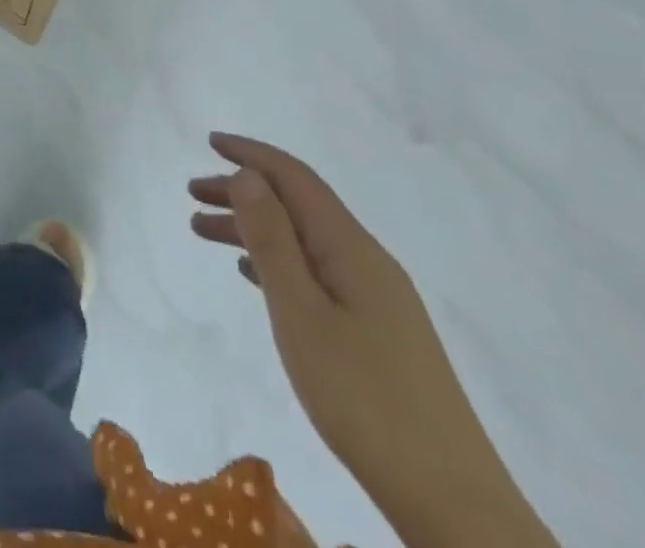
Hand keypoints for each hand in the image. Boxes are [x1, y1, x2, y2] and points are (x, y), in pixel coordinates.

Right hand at [190, 135, 556, 547]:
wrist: (453, 504)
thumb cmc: (364, 399)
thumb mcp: (301, 313)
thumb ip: (272, 240)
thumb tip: (249, 175)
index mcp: (351, 247)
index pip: (295, 178)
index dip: (251, 154)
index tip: (209, 141)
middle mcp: (366, 260)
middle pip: (297, 205)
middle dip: (242, 191)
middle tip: (191, 193)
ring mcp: (376, 298)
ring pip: (303, 240)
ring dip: (253, 228)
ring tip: (202, 231)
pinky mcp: (378, 332)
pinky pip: (315, 272)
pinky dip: (276, 261)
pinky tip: (252, 274)